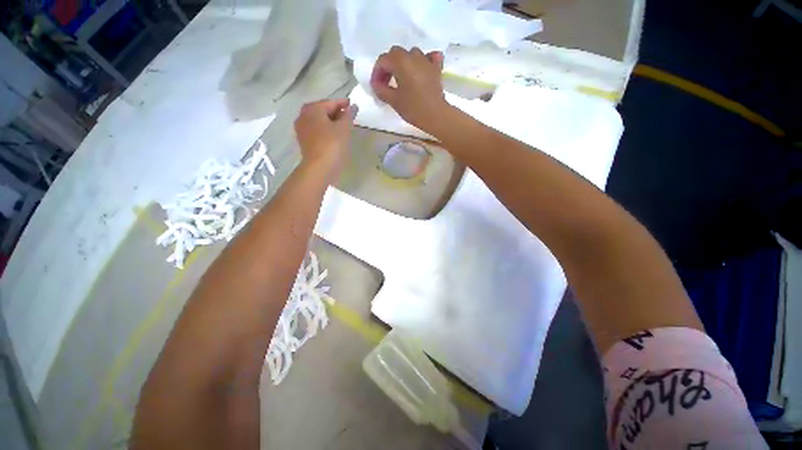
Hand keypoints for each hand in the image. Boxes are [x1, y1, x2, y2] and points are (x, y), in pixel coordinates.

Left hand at [294, 99, 356, 182]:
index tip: (352, 104)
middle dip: (335, 112)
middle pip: (322, 110)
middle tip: (347, 115)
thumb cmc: (333, 145)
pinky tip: (333, 135)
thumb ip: (349, 115)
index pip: (331, 102)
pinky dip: (324, 130)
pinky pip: (316, 130)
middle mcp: (304, 115)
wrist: (319, 168)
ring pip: (318, 121)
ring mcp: (302, 129)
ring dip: (329, 121)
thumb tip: (353, 107)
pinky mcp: (304, 141)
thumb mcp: (344, 128)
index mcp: (313, 109)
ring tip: (341, 126)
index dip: (343, 103)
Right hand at [371, 47, 449, 130]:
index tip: (376, 86)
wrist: (435, 115)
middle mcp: (413, 56)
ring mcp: (427, 60)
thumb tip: (376, 84)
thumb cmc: (413, 108)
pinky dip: (424, 61)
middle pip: (396, 54)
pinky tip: (422, 69)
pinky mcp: (436, 68)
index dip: (377, 72)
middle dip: (389, 66)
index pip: (383, 60)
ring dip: (404, 63)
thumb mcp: (393, 101)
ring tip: (402, 78)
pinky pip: (430, 57)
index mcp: (401, 62)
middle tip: (387, 82)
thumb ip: (381, 89)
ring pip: (411, 54)